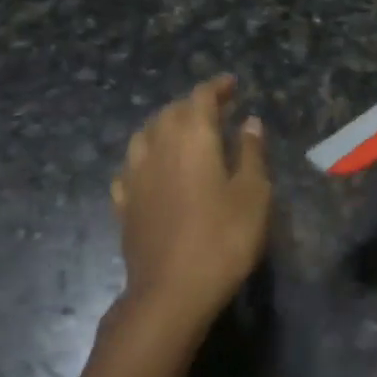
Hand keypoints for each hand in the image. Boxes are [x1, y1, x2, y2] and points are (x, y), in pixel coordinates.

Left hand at [110, 74, 271, 329]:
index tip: (232, 84)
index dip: (216, 87)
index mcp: (192, 136)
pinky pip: (131, 167)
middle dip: (193, 105)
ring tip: (182, 134)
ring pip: (146, 134)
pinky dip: (145, 158)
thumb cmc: (222, 238)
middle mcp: (158, 145)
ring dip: (165, 126)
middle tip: (215, 110)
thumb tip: (249, 121)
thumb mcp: (253, 194)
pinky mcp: (124, 202)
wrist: (170, 291)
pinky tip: (151, 170)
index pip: (201, 96)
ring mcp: (135, 174)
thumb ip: (251, 152)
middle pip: (171, 111)